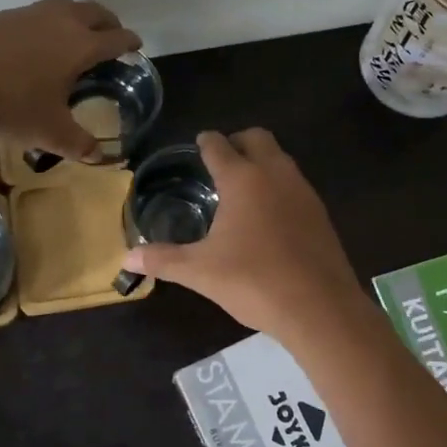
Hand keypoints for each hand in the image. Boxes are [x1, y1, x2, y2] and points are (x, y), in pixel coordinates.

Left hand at [0, 0, 141, 160]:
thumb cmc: (10, 104)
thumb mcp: (49, 133)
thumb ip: (78, 143)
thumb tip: (97, 156)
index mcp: (81, 46)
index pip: (117, 38)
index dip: (130, 42)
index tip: (136, 46)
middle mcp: (62, 22)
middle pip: (96, 12)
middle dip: (109, 23)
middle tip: (111, 37)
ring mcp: (31, 14)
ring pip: (66, 6)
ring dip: (79, 16)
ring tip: (75, 34)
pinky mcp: (4, 15)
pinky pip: (38, 13)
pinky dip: (49, 22)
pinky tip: (36, 42)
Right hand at [122, 129, 370, 340]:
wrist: (319, 307)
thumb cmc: (253, 281)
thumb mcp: (200, 272)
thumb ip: (163, 260)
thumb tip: (126, 259)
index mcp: (243, 179)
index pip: (219, 146)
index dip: (206, 142)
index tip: (199, 141)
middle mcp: (275, 174)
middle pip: (257, 138)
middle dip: (238, 141)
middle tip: (221, 160)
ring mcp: (303, 191)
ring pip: (281, 159)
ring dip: (262, 162)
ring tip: (243, 186)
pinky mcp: (321, 213)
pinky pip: (296, 184)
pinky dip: (279, 186)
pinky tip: (270, 215)